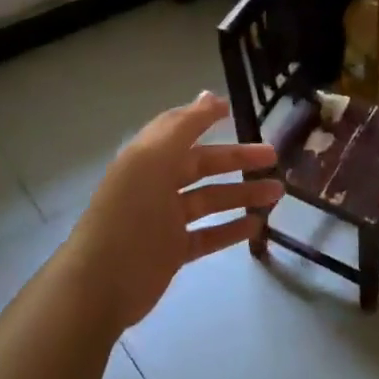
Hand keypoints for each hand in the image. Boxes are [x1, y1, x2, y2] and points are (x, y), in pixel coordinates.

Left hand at [63, 93, 281, 332]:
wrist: (101, 284)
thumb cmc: (128, 214)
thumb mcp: (152, 160)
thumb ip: (183, 126)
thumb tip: (210, 95)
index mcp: (147, 158)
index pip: (179, 130)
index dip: (204, 117)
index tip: (235, 110)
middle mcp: (156, 184)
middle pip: (202, 165)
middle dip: (237, 159)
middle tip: (273, 156)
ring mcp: (165, 220)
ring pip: (210, 200)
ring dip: (242, 194)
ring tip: (277, 193)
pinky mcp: (173, 251)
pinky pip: (208, 235)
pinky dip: (231, 229)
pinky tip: (257, 225)